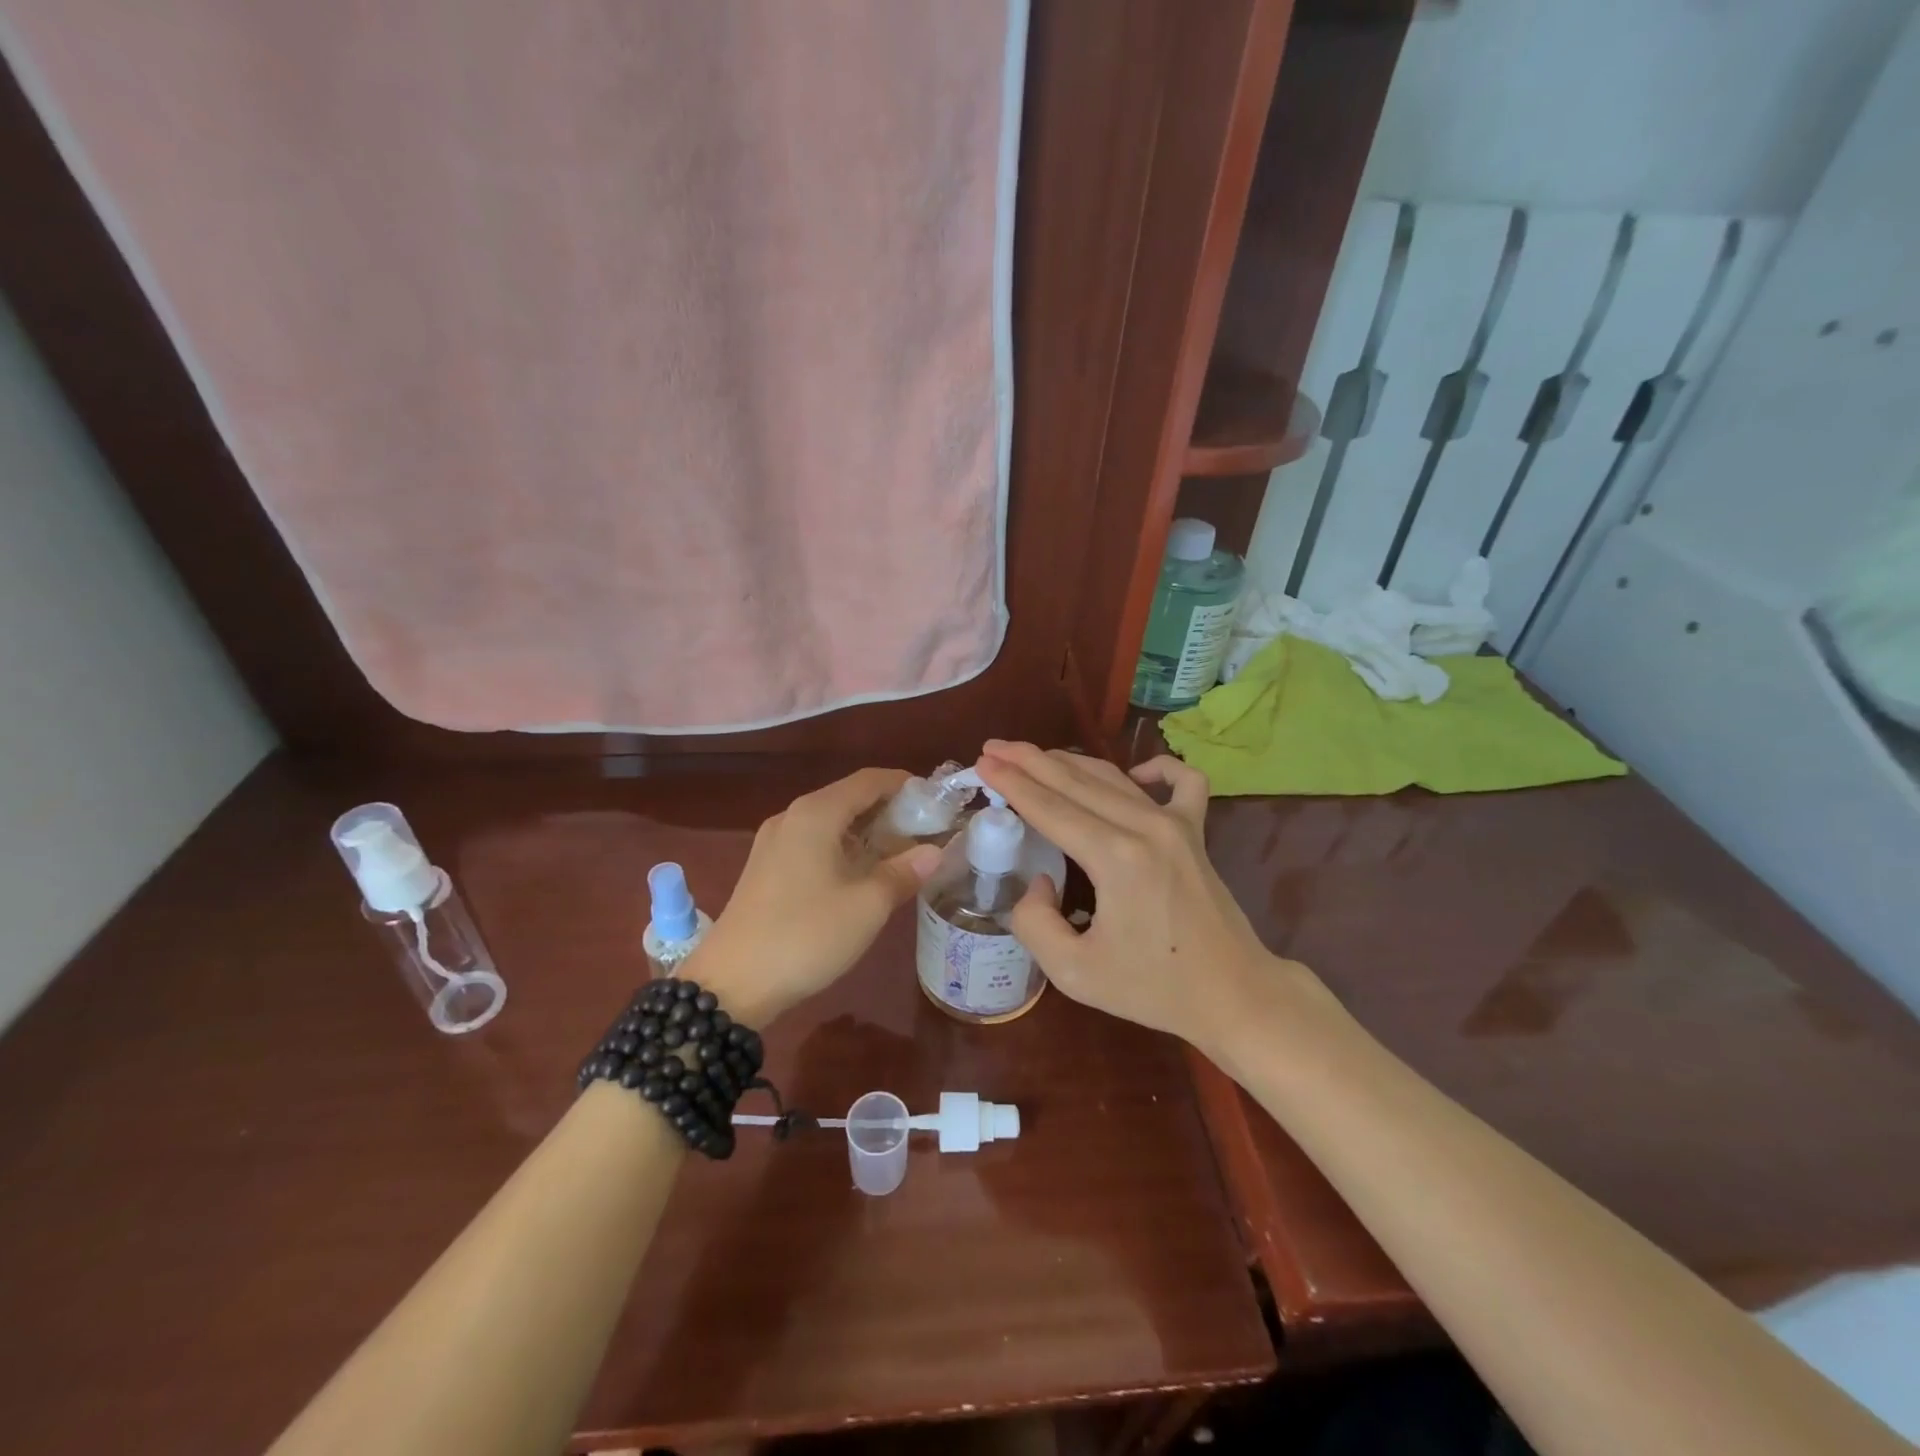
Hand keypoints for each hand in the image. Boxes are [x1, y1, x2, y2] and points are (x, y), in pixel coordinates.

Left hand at [689, 768, 940, 1024]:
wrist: (731, 984)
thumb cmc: (805, 935)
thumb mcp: (866, 906)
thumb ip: (903, 872)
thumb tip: (934, 851)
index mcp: (816, 813)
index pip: (869, 780)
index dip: (904, 785)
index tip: (935, 801)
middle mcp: (792, 817)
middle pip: (848, 798)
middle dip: (888, 810)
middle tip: (925, 831)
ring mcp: (774, 843)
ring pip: (830, 823)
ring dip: (866, 832)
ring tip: (900, 854)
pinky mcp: (765, 869)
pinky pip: (813, 843)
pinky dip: (843, 849)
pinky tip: (861, 874)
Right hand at [974, 742, 1326, 1054]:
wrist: (1233, 994)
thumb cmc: (1153, 988)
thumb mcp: (1075, 973)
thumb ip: (1035, 924)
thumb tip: (1040, 882)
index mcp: (1114, 857)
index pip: (1049, 808)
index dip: (1012, 784)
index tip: (983, 762)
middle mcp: (1145, 827)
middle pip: (1075, 781)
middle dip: (1029, 760)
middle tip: (994, 746)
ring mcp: (1176, 824)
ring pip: (1113, 777)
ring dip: (1069, 761)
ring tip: (1033, 755)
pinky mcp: (1197, 832)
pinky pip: (1182, 782)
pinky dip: (1156, 768)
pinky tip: (1135, 774)